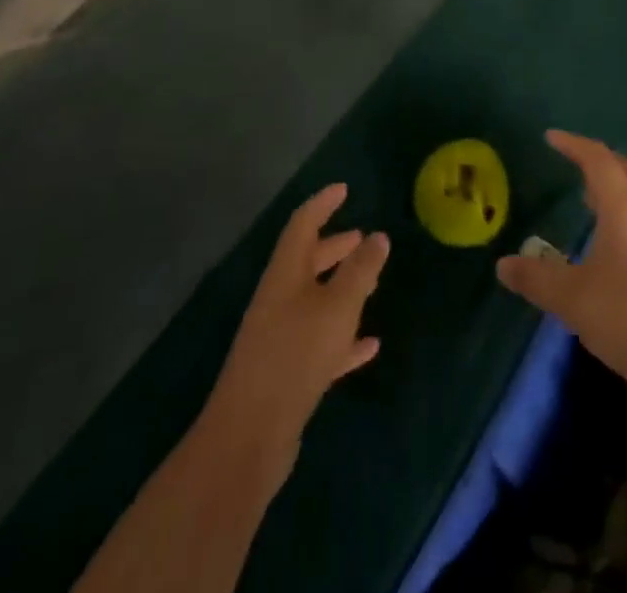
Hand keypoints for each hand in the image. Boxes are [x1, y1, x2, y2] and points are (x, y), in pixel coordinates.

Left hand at [201, 184, 389, 481]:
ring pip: (315, 301)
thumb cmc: (295, 356)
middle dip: (334, 247)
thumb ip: (360, 270)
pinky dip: (344, 337)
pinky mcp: (287, 373)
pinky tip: (369, 345)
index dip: (322, 203)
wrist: (248, 438)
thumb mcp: (337, 306)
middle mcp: (279, 299)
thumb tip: (377, 236)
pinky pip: (320, 343)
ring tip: (373, 283)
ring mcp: (280, 338)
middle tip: (362, 237)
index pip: (303, 224)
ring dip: (342, 289)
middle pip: (307, 262)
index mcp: (285, 274)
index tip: (344, 189)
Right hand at [496, 130, 626, 406]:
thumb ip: (535, 278)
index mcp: (624, 207)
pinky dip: (626, 207)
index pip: (597, 159)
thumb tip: (503, 265)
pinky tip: (611, 238)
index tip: (550, 138)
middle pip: (626, 167)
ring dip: (615, 184)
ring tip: (588, 197)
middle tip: (572, 163)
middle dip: (598, 159)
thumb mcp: (572, 299)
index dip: (573, 144)